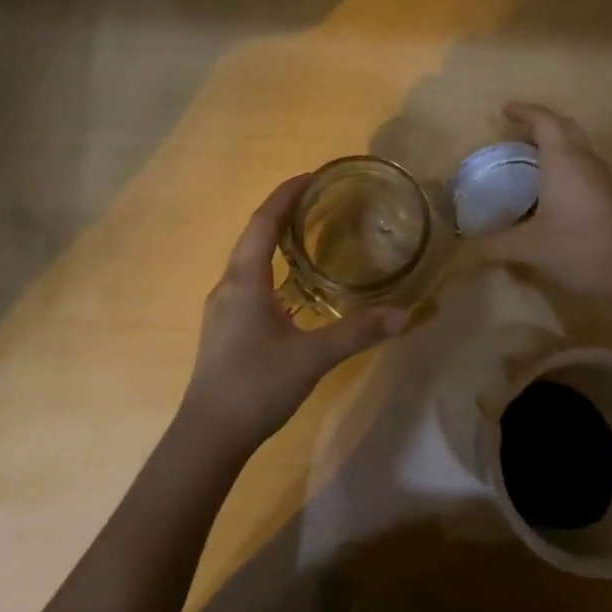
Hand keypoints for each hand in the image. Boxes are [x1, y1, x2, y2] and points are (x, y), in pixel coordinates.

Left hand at [182, 174, 407, 454]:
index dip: (286, 194)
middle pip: (254, 235)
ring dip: (275, 240)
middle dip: (282, 212)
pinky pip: (249, 282)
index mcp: (244, 280)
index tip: (312, 175)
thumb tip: (402, 313)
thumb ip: (356, 333)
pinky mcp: (225, 328)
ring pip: (249, 260)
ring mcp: (223, 308)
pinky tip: (293, 287)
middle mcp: (228, 286)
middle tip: (318, 201)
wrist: (208, 435)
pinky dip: (271, 268)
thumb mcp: (312, 358)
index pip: (263, 222)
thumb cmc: (256, 386)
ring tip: (308, 234)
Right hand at [476, 102, 611, 300]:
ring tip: (529, 155)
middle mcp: (585, 160)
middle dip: (541, 122)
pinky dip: (564, 160)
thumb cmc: (578, 249)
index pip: (545, 121)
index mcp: (564, 161)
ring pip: (578, 144)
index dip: (524, 111)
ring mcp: (602, 176)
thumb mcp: (528, 248)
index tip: (504, 110)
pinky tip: (551, 186)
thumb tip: (466, 245)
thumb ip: (494, 244)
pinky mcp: (611, 194)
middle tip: (516, 130)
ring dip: (555, 142)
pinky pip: (583, 163)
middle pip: (565, 126)